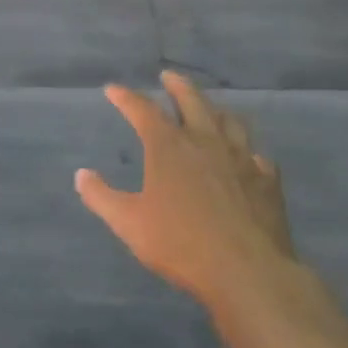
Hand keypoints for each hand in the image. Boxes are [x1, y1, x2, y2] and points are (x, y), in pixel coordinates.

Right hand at [76, 71, 296, 306]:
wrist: (248, 271)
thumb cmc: (181, 244)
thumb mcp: (129, 224)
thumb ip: (102, 197)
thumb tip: (81, 175)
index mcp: (169, 147)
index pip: (143, 110)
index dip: (126, 97)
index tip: (113, 89)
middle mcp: (205, 141)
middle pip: (192, 101)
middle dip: (177, 85)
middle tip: (169, 76)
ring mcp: (241, 158)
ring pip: (230, 121)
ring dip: (216, 110)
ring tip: (210, 108)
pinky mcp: (266, 180)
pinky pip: (257, 155)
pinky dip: (247, 151)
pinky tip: (247, 158)